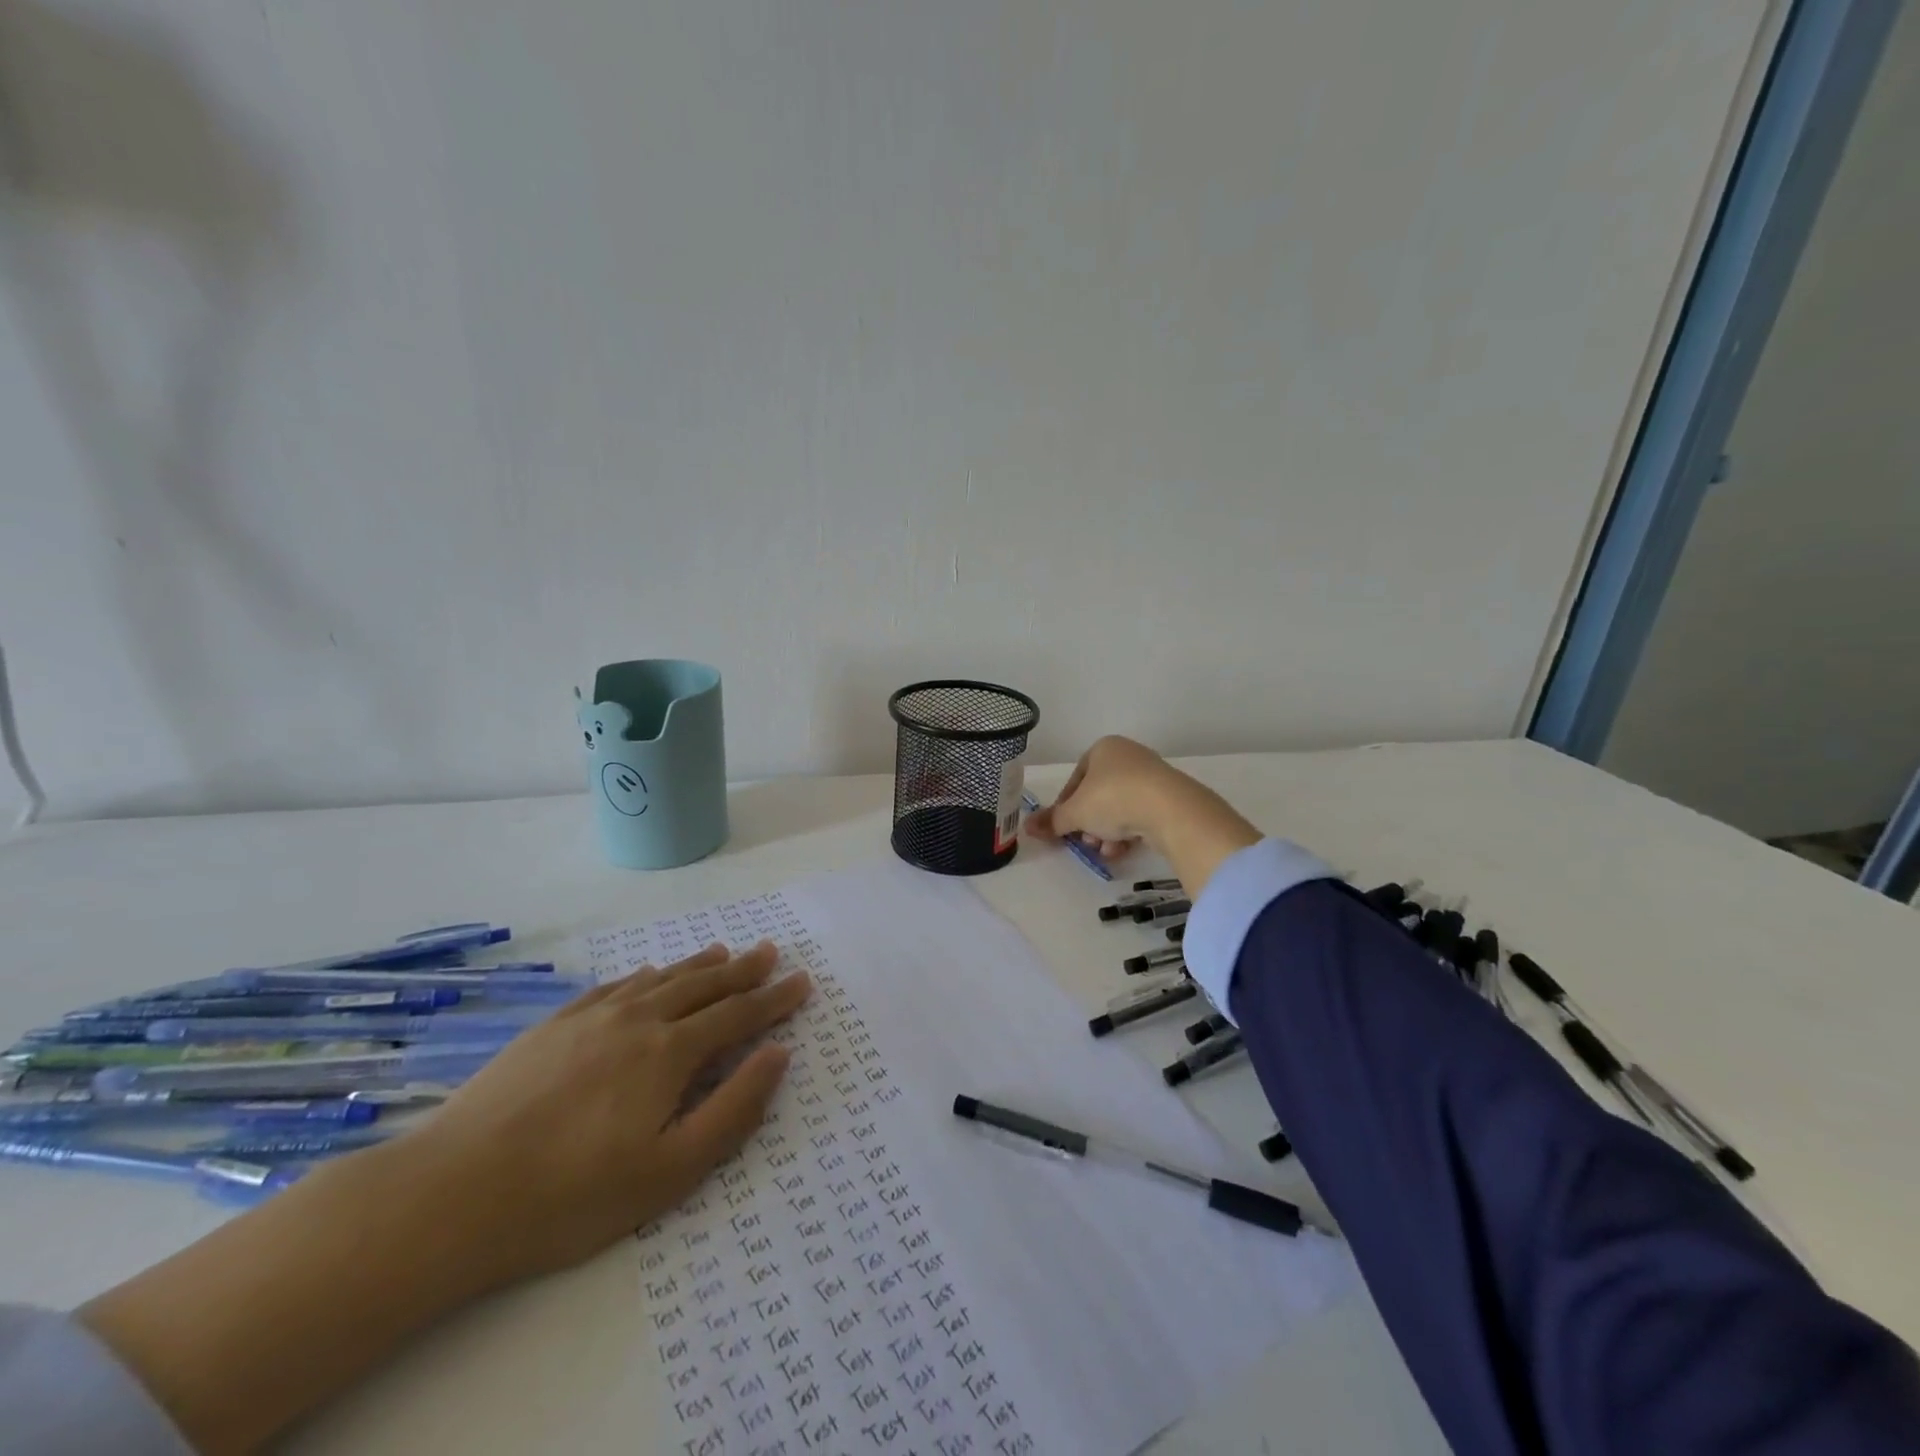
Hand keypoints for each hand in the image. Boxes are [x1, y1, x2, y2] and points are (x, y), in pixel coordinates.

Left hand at [420, 941, 810, 1286]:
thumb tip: (778, 1055)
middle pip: (703, 986)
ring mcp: (591, 1017)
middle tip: (770, 952)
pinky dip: (644, 975)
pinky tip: (649, 974)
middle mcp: (638, 1020)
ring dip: (698, 965)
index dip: (774, 999)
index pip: (737, 1015)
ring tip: (723, 951)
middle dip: (743, 970)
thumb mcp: (669, 1171)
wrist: (451, 1193)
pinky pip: (615, 985)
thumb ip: (732, 1109)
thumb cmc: (571, 1195)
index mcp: (670, 1053)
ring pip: (660, 979)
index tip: (801, 981)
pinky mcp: (553, 1025)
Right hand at [1027, 735, 1187, 858]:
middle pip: (1098, 795)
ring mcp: (1152, 776)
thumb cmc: (1112, 799)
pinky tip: (1123, 849)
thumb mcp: (1075, 812)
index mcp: (1103, 748)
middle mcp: (1128, 756)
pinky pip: (1140, 815)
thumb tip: (1027, 827)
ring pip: (1119, 807)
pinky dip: (1129, 832)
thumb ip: (1052, 820)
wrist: (1168, 808)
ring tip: (1105, 850)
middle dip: (1089, 823)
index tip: (1063, 826)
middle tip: (1085, 842)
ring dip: (1107, 832)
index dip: (1066, 805)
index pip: (1077, 778)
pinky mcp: (1170, 797)